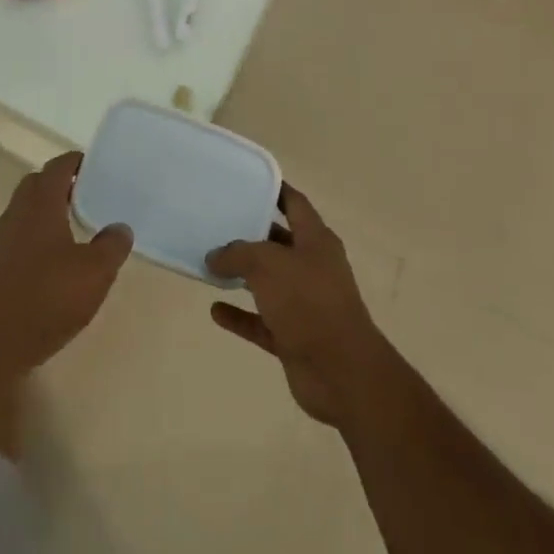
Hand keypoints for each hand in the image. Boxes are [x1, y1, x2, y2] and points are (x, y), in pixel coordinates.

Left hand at [0, 152, 132, 381]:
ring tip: (74, 230)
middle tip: (88, 196)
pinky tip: (52, 264)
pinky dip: (36, 238)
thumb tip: (120, 227)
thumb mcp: (94, 273)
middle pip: (38, 184)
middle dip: (61, 185)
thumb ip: (112, 245)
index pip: (58, 166)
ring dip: (47, 213)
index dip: (77, 162)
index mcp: (40, 203)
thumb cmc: (46, 299)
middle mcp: (16, 213)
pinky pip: (18, 237)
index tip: (97, 167)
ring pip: (25, 211)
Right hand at [206, 185, 394, 426]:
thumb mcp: (267, 264)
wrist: (342, 373)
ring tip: (211, 263)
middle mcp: (312, 267)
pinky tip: (215, 310)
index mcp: (316, 240)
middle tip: (217, 222)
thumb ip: (237, 254)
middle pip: (279, 242)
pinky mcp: (294, 337)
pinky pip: (261, 321)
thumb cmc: (308, 302)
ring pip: (269, 283)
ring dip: (243, 275)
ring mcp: (304, 304)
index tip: (247, 181)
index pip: (294, 204)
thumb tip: (214, 256)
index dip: (274, 190)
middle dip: (251, 233)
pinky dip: (240, 316)